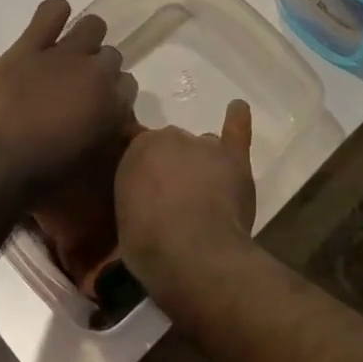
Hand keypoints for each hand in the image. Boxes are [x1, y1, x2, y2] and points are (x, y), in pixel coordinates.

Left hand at [0, 0, 137, 196]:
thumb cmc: (40, 179)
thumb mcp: (87, 164)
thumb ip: (103, 137)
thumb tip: (103, 124)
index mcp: (113, 106)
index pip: (127, 85)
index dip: (112, 93)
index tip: (98, 104)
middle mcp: (96, 74)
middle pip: (112, 56)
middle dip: (99, 68)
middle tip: (78, 85)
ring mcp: (62, 56)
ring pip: (92, 27)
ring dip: (85, 38)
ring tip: (68, 52)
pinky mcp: (28, 48)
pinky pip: (51, 12)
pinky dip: (55, 13)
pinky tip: (51, 22)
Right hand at [114, 99, 254, 293]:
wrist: (192, 253)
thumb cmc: (149, 244)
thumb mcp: (124, 218)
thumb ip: (135, 196)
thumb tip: (146, 199)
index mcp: (136, 150)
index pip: (139, 147)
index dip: (146, 170)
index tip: (147, 188)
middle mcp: (169, 138)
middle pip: (172, 145)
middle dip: (173, 166)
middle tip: (175, 197)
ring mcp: (204, 146)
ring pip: (202, 146)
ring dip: (201, 162)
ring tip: (204, 189)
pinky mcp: (233, 158)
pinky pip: (236, 131)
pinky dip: (238, 119)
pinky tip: (238, 108)